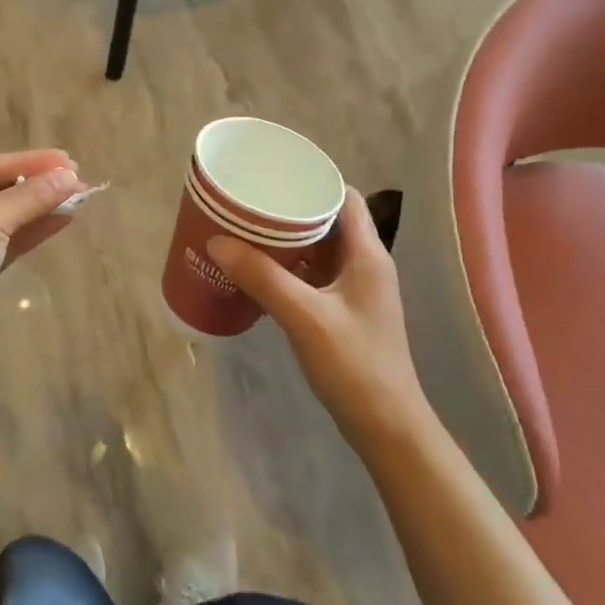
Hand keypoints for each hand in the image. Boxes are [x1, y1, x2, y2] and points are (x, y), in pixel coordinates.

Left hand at [0, 149, 85, 349]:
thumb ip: (31, 195)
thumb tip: (71, 177)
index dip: (29, 162)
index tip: (67, 160)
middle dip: (36, 185)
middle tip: (76, 178)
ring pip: (2, 217)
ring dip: (38, 207)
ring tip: (78, 197)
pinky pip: (3, 241)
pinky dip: (30, 230)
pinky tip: (61, 219)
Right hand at [208, 187, 431, 450]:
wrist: (387, 427)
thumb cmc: (354, 364)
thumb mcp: (304, 316)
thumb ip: (262, 277)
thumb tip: (217, 241)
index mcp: (367, 254)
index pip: (346, 198)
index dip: (315, 181)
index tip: (276, 178)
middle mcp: (366, 265)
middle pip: (330, 221)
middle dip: (291, 211)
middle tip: (251, 206)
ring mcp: (357, 291)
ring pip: (321, 250)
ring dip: (289, 241)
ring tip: (248, 234)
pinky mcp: (346, 313)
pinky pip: (315, 276)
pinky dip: (291, 268)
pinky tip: (261, 274)